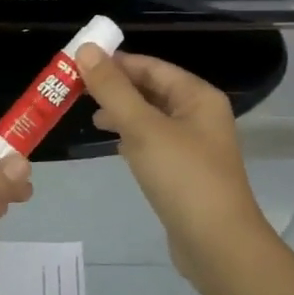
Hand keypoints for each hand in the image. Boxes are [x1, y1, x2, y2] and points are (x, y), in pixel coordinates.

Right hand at [77, 47, 269, 282]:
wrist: (217, 245)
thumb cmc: (183, 177)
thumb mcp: (143, 128)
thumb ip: (113, 89)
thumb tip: (86, 49)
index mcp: (198, 97)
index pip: (151, 66)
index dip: (116, 62)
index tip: (78, 64)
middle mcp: (200, 115)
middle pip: (152, 90)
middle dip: (117, 88)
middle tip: (76, 91)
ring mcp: (194, 146)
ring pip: (152, 118)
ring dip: (122, 113)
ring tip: (91, 117)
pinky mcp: (185, 173)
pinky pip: (154, 143)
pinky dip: (132, 139)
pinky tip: (114, 146)